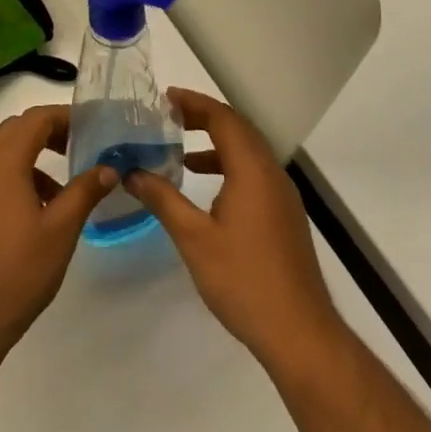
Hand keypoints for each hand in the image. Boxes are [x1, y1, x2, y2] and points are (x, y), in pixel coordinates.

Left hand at [0, 105, 118, 357]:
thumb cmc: (14, 272)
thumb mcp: (59, 231)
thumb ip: (84, 192)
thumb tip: (108, 167)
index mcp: (1, 160)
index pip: (36, 118)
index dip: (66, 117)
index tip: (93, 128)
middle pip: (15, 131)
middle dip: (50, 134)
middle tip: (81, 151)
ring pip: (0, 156)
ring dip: (32, 160)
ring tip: (63, 193)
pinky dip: (13, 180)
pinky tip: (33, 216)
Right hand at [123, 88, 346, 372]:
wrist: (299, 333)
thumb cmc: (243, 280)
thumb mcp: (193, 238)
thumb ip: (162, 199)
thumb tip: (132, 172)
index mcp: (252, 171)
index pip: (224, 119)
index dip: (194, 103)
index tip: (163, 98)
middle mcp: (271, 175)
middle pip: (238, 130)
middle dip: (202, 117)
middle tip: (166, 116)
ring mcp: (282, 196)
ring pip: (247, 153)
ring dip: (215, 142)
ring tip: (178, 147)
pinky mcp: (283, 216)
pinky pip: (253, 174)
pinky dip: (226, 166)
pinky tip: (203, 186)